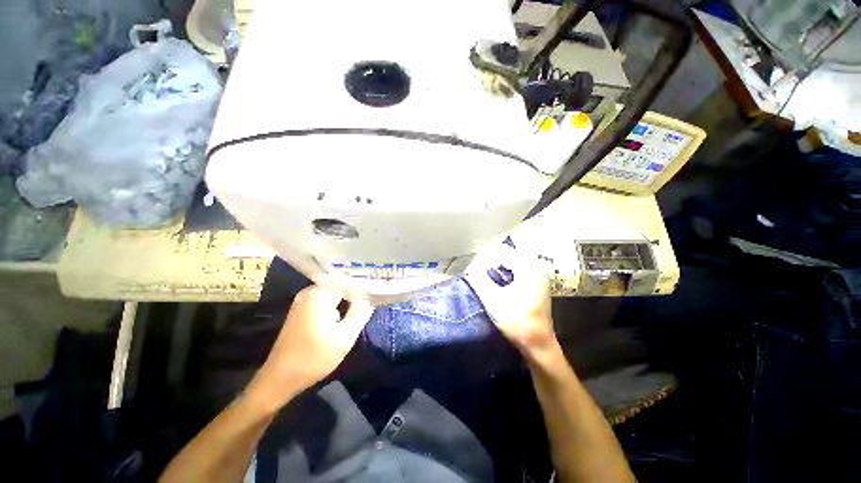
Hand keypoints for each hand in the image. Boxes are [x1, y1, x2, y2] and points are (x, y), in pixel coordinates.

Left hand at [246, 286, 372, 411]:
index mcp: (319, 293)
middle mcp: (310, 291)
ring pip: (336, 293)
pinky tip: (350, 312)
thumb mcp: (345, 337)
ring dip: (350, 300)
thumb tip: (372, 296)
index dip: (366, 286)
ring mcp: (305, 300)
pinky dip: (339, 305)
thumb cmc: (313, 358)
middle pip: (343, 285)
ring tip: (366, 305)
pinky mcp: (303, 309)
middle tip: (375, 299)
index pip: (350, 281)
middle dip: (358, 293)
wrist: (280, 379)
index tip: (379, 292)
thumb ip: (361, 313)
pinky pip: (328, 300)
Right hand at [465, 243, 555, 355]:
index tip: (476, 267)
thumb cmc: (516, 321)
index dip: (488, 258)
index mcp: (529, 269)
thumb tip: (471, 269)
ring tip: (485, 276)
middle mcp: (536, 269)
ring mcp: (538, 278)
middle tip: (479, 271)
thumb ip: (480, 280)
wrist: (537, 345)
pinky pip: (518, 273)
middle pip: (510, 257)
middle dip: (493, 262)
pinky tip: (497, 284)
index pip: (504, 253)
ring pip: (513, 265)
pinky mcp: (536, 287)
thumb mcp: (493, 299)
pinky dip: (506, 275)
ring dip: (499, 269)